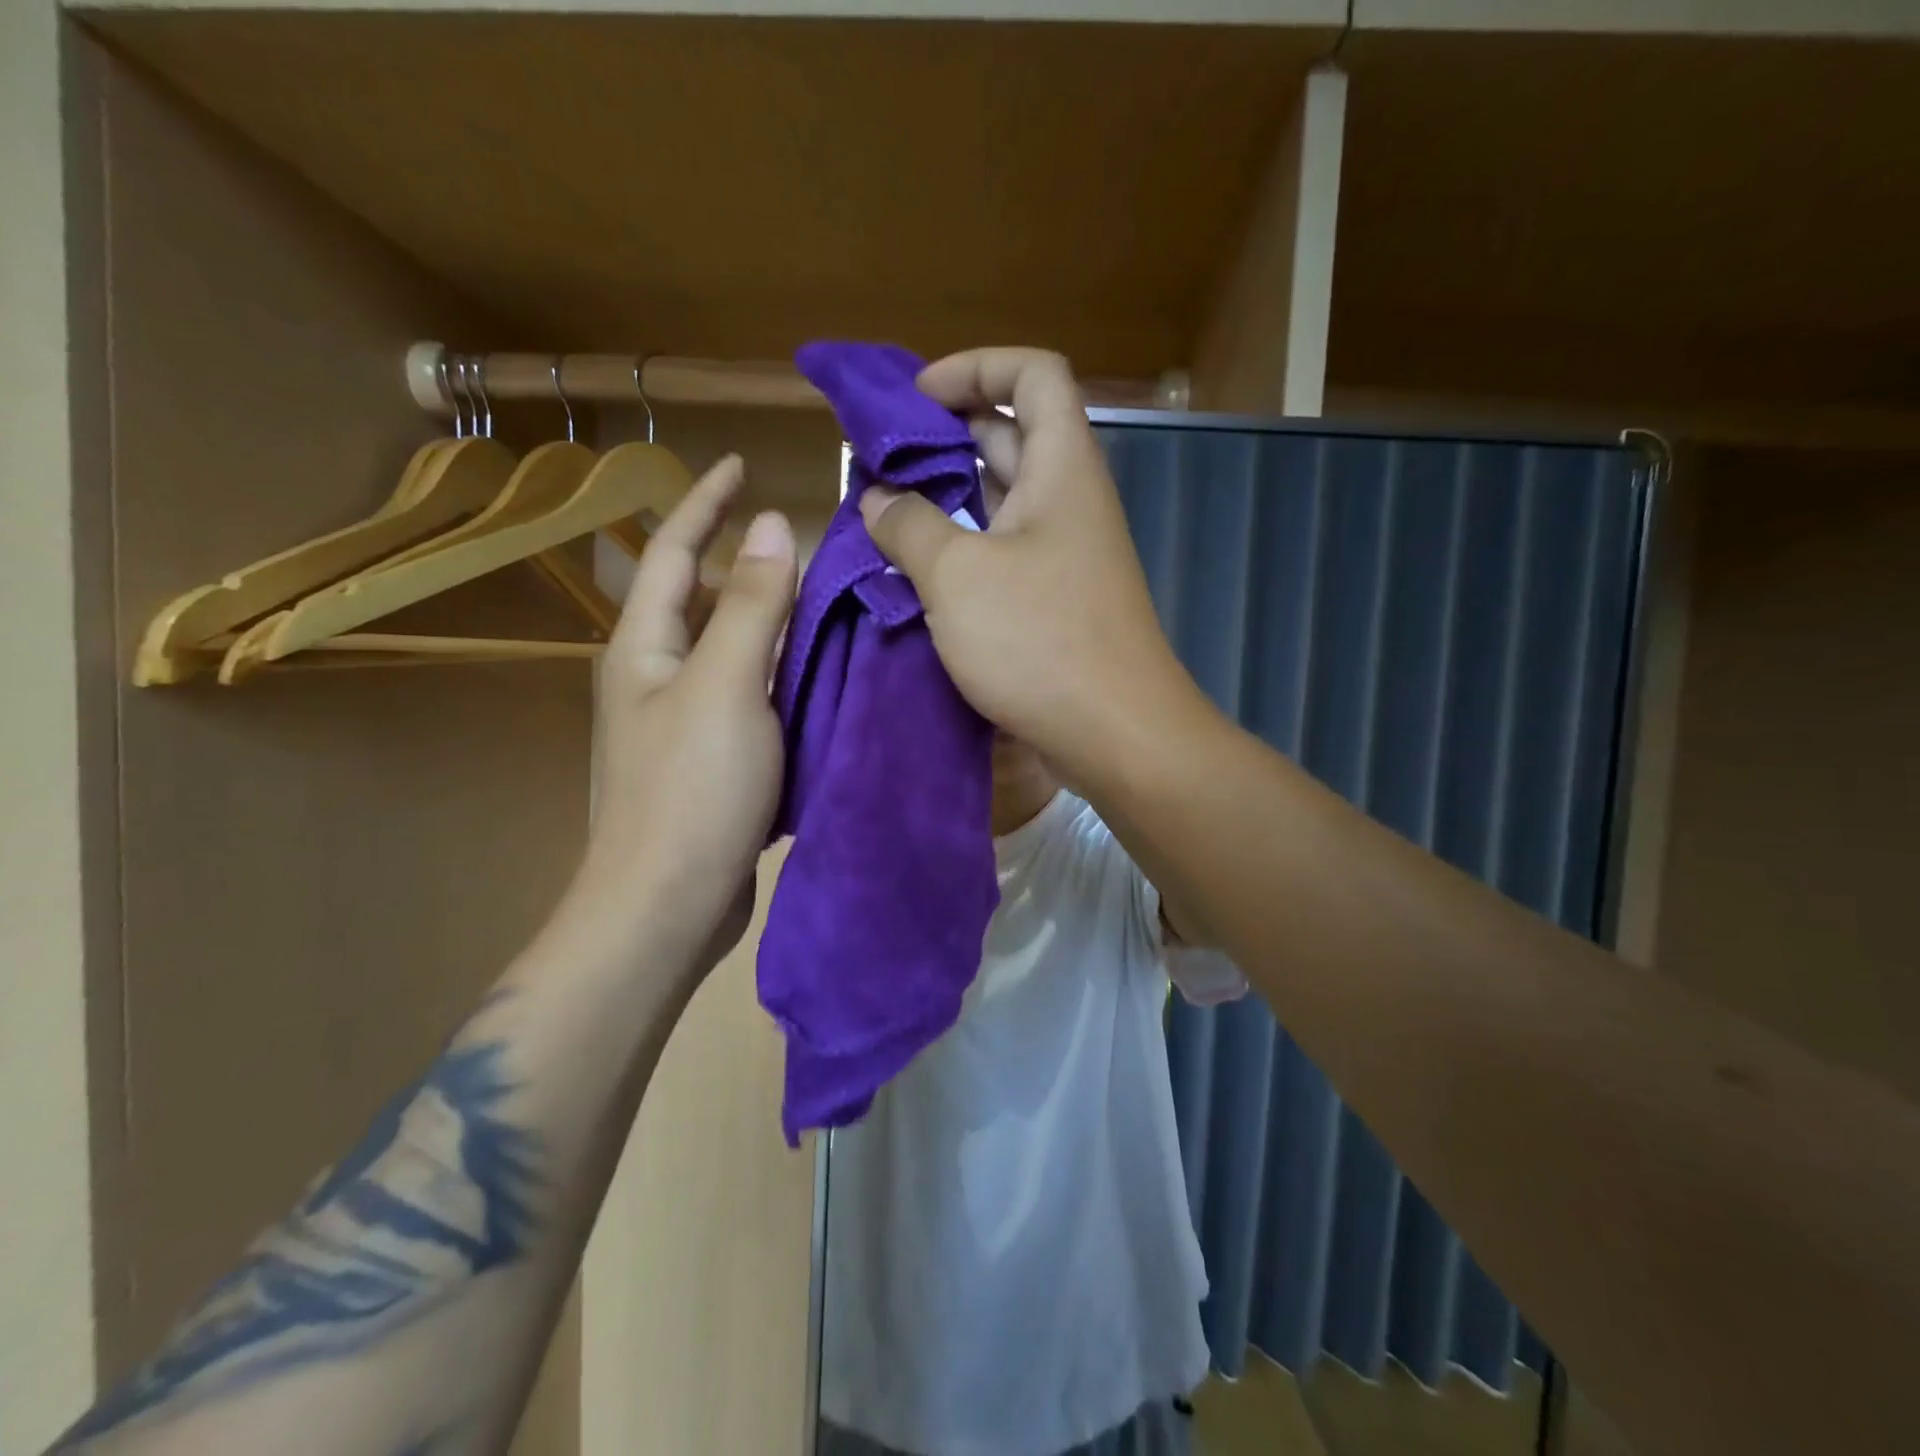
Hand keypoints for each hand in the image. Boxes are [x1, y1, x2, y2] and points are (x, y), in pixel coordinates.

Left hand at [567, 454, 796, 972]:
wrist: (667, 904)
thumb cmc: (691, 790)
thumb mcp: (726, 686)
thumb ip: (752, 605)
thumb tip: (772, 524)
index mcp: (645, 647)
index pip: (671, 550)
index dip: (705, 503)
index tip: (743, 463)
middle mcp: (656, 675)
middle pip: (702, 599)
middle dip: (744, 561)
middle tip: (807, 539)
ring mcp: (683, 721)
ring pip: (732, 650)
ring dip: (771, 620)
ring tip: (827, 598)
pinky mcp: (712, 760)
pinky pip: (750, 695)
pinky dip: (781, 673)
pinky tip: (822, 672)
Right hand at [859, 348, 1204, 784]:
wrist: (1116, 735)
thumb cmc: (1040, 641)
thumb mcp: (957, 576)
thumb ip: (908, 526)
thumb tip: (877, 499)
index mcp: (1061, 468)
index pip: (1033, 374)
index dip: (975, 367)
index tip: (917, 398)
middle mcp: (1068, 501)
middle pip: (1011, 434)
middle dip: (946, 434)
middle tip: (882, 459)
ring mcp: (1064, 554)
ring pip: (1002, 500)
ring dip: (947, 496)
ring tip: (884, 511)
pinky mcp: (1054, 601)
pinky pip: (1003, 552)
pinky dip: (961, 548)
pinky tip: (916, 569)